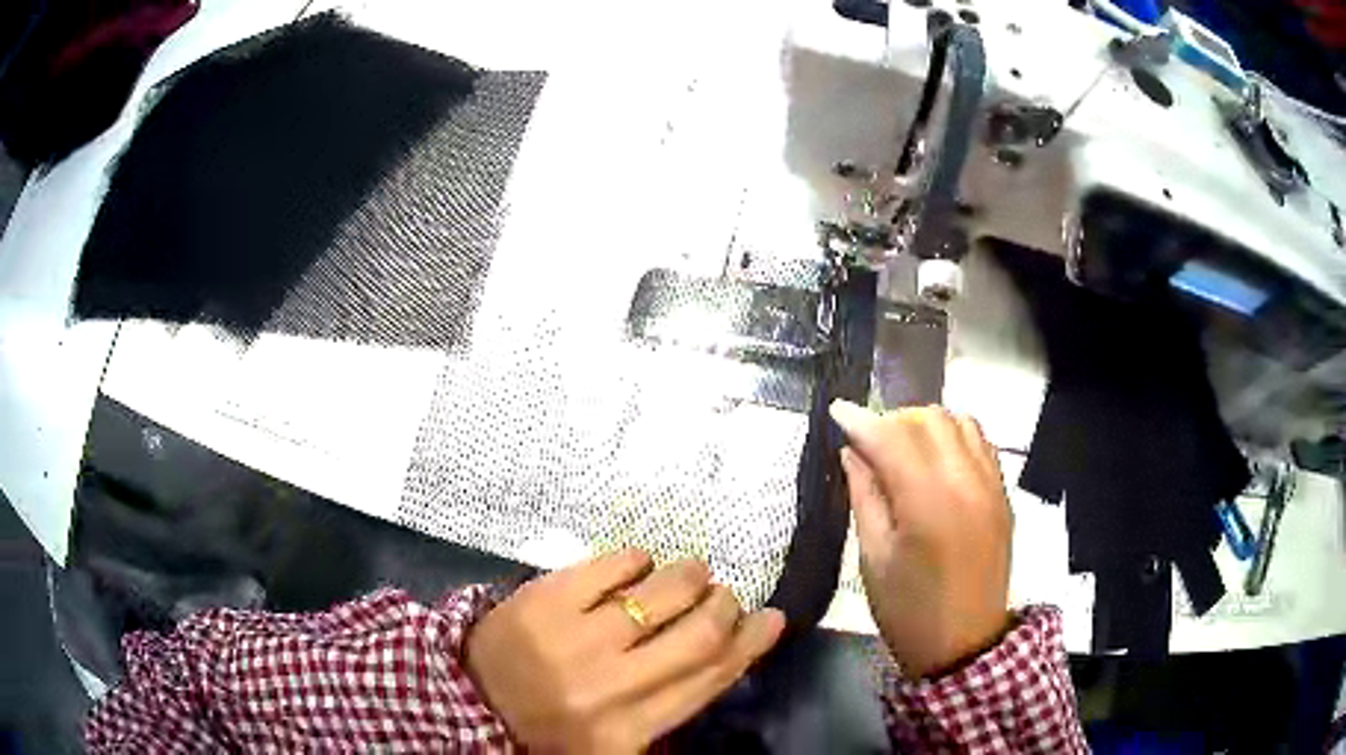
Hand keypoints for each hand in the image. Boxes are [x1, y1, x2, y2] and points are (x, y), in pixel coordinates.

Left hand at [464, 549, 784, 751]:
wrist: (468, 700)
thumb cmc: (549, 727)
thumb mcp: (615, 742)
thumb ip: (666, 707)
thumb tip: (724, 652)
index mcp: (632, 728)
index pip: (710, 680)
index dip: (751, 644)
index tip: (772, 618)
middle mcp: (612, 685)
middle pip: (698, 635)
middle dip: (725, 606)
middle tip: (725, 596)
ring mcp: (576, 638)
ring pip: (661, 592)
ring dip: (689, 576)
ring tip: (689, 575)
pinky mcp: (544, 600)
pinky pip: (612, 565)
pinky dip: (637, 560)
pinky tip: (637, 566)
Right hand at [830, 400, 1012, 678]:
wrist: (965, 643)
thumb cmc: (908, 610)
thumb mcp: (874, 559)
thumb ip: (865, 496)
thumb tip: (852, 452)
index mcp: (928, 504)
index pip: (892, 439)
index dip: (860, 420)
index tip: (836, 410)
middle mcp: (966, 482)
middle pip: (929, 419)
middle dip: (893, 420)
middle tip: (870, 444)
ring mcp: (991, 485)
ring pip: (959, 422)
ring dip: (926, 424)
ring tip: (905, 448)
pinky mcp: (1003, 494)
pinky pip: (981, 442)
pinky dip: (955, 436)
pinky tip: (937, 459)